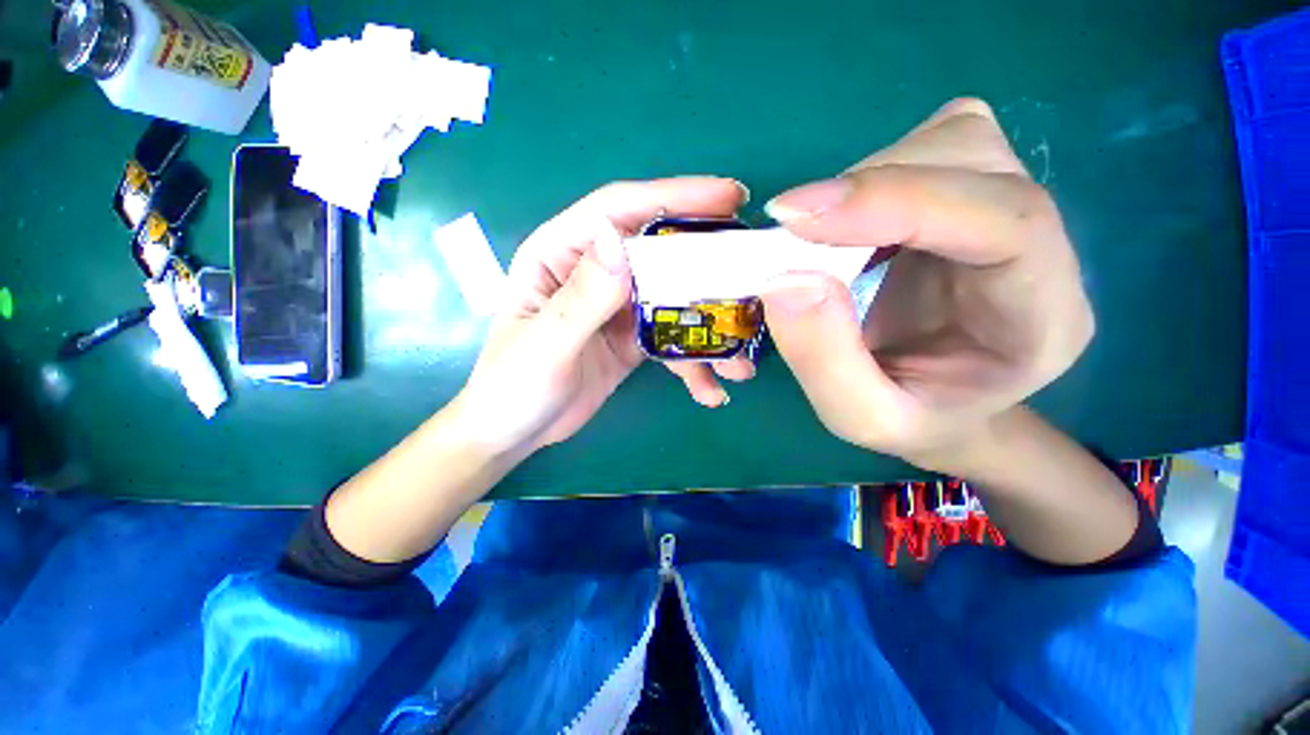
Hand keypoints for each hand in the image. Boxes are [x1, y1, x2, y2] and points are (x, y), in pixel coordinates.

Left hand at [457, 178, 748, 455]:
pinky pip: (671, 338)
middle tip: (755, 271)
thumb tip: (621, 242)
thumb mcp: (544, 345)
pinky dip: (693, 362)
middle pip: (658, 250)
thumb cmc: (513, 387)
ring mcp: (618, 305)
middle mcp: (594, 271)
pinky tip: (710, 389)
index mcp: (560, 253)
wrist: (516, 431)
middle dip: (708, 262)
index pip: (619, 210)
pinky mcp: (633, 337)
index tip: (728, 197)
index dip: (673, 197)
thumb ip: (582, 297)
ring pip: (673, 298)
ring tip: (741, 360)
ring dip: (709, 327)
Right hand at [759, 98, 1093, 469]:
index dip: (893, 202)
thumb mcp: (861, 417)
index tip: (793, 217)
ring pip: (946, 142)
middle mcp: (1040, 247)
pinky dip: (865, 181)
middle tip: (792, 235)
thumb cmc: (913, 419)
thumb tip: (782, 278)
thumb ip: (822, 359)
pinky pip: (921, 151)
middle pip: (973, 161)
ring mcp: (1006, 209)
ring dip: (862, 184)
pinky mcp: (967, 195)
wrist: (944, 404)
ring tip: (817, 240)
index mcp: (1040, 316)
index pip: (1002, 220)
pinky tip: (843, 228)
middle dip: (867, 190)